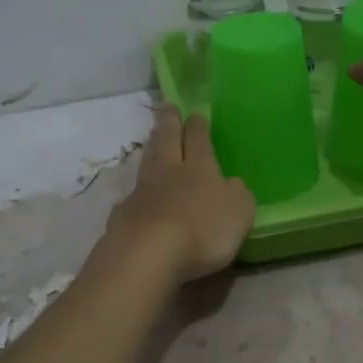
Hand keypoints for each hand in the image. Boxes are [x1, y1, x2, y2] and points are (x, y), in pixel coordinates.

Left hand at [101, 108, 255, 283]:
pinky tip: (137, 193)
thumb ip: (237, 194)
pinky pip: (132, 194)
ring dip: (151, 148)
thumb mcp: (239, 212)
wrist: (148, 254)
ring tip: (152, 139)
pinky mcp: (124, 215)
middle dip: (169, 123)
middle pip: (167, 141)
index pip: (198, 139)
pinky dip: (137, 189)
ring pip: (148, 162)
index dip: (198, 126)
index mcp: (201, 168)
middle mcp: (169, 172)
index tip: (195, 113)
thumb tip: (231, 184)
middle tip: (167, 107)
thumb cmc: (203, 230)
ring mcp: (142, 192)